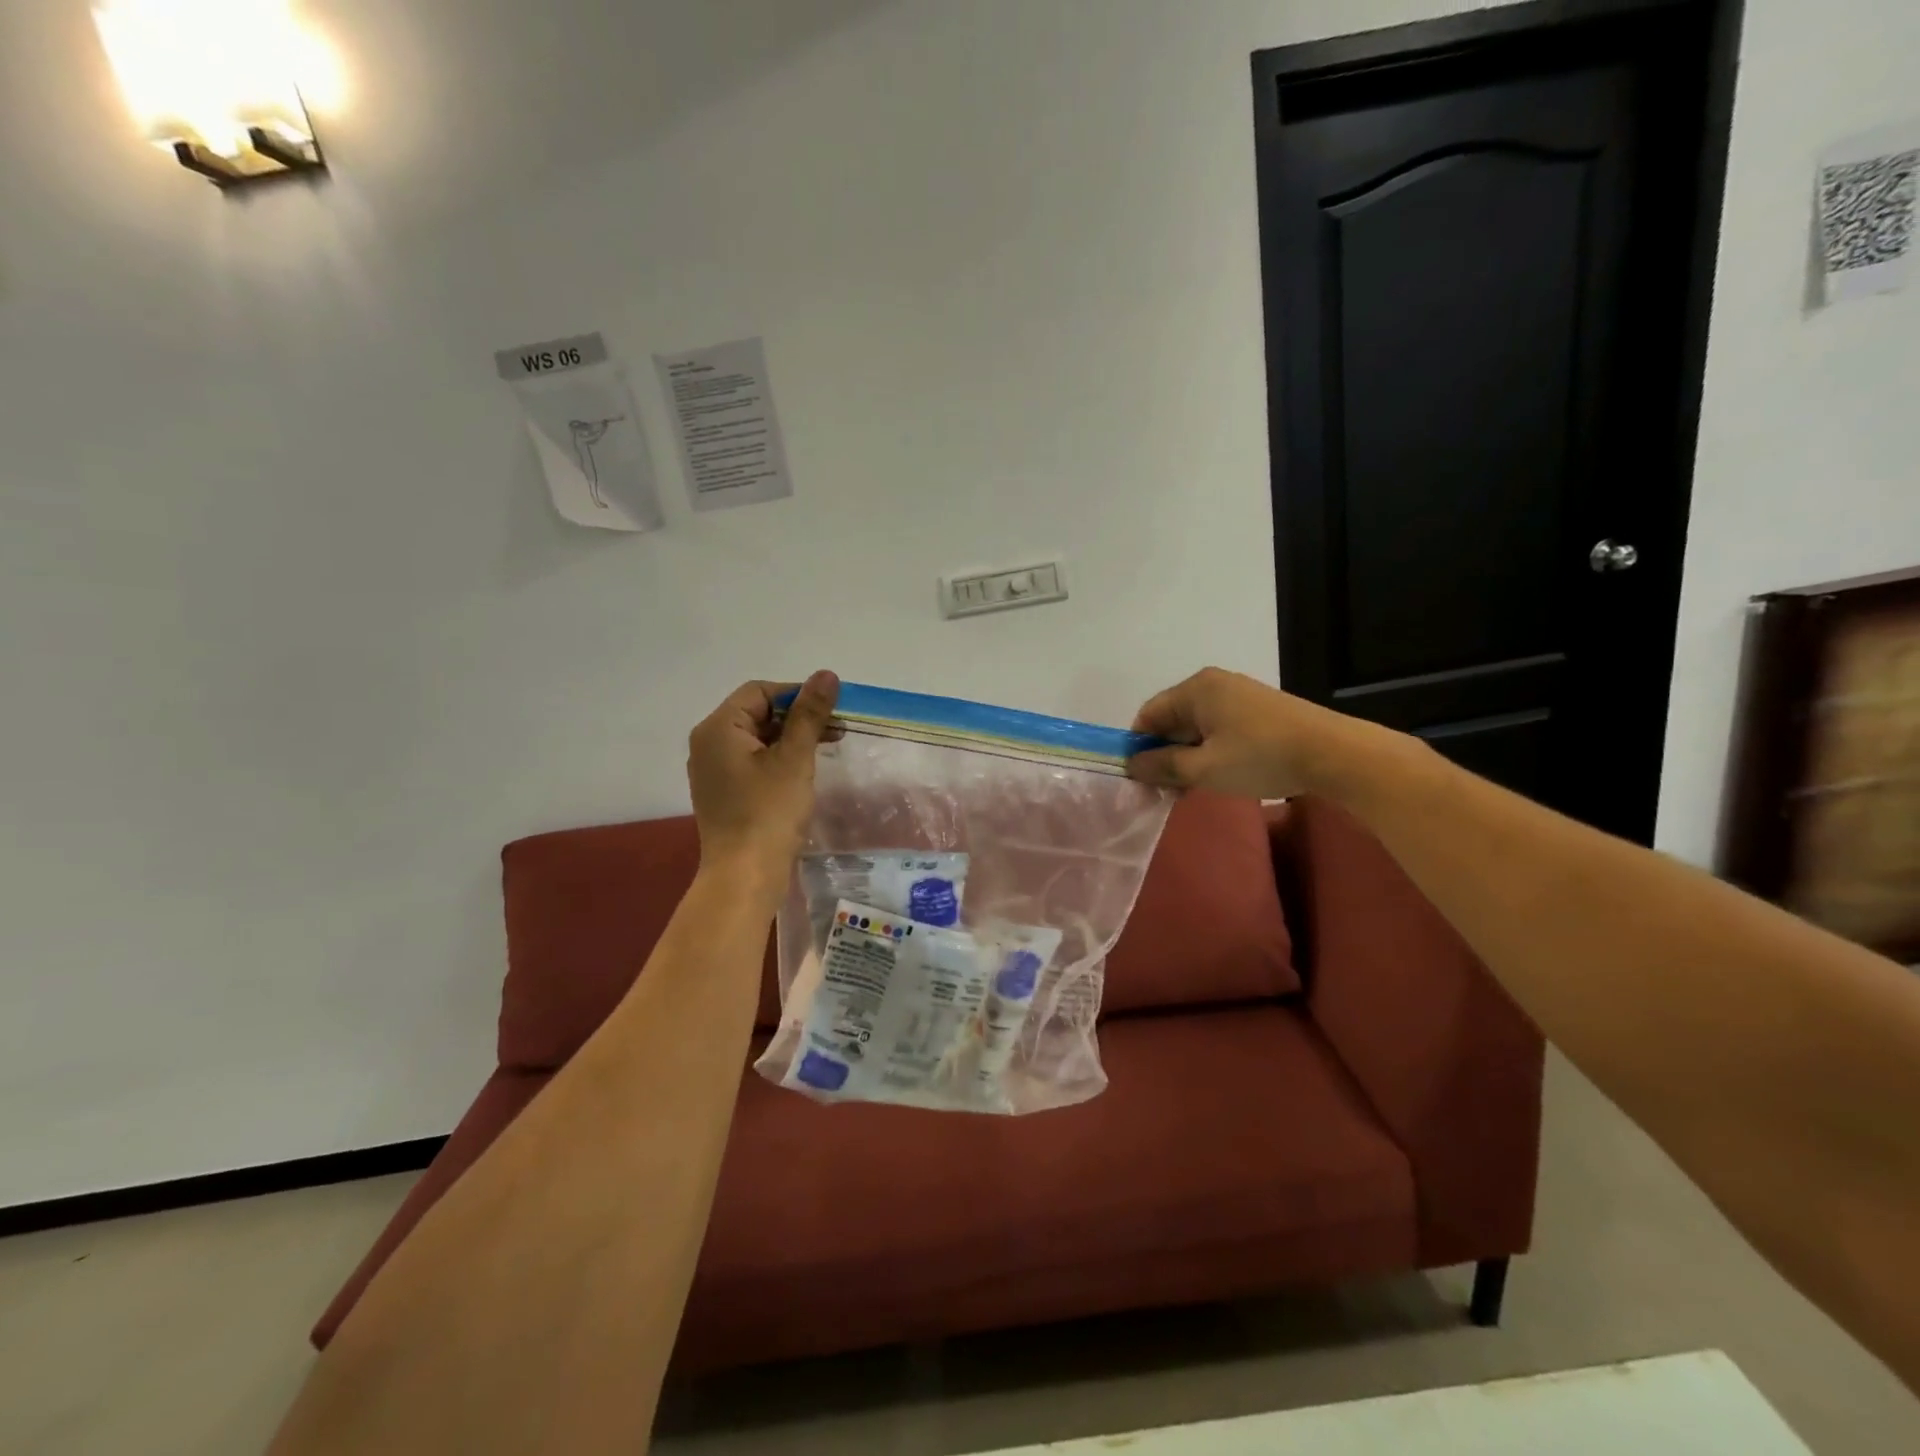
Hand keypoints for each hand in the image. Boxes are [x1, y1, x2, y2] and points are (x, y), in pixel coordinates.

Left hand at [687, 673, 838, 878]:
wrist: (745, 876)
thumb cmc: (769, 812)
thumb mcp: (795, 758)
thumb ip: (810, 714)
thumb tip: (826, 674)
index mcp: (718, 728)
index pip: (760, 691)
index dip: (798, 693)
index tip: (832, 708)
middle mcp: (707, 744)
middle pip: (756, 713)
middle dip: (798, 716)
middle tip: (837, 728)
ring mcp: (713, 770)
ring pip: (757, 739)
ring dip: (792, 737)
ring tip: (827, 747)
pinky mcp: (723, 792)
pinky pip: (752, 762)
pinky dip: (779, 758)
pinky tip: (804, 770)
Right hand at [1127, 667, 1360, 799]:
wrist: (1334, 754)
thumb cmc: (1260, 757)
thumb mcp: (1203, 769)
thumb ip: (1162, 766)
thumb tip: (1132, 765)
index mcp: (1196, 689)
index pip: (1149, 714)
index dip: (1138, 747)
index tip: (1138, 778)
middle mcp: (1214, 684)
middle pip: (1172, 719)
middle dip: (1163, 754)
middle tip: (1163, 790)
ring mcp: (1239, 695)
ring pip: (1196, 727)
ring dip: (1186, 757)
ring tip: (1188, 789)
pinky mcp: (1258, 710)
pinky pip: (1218, 729)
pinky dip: (1209, 751)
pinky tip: (1215, 776)